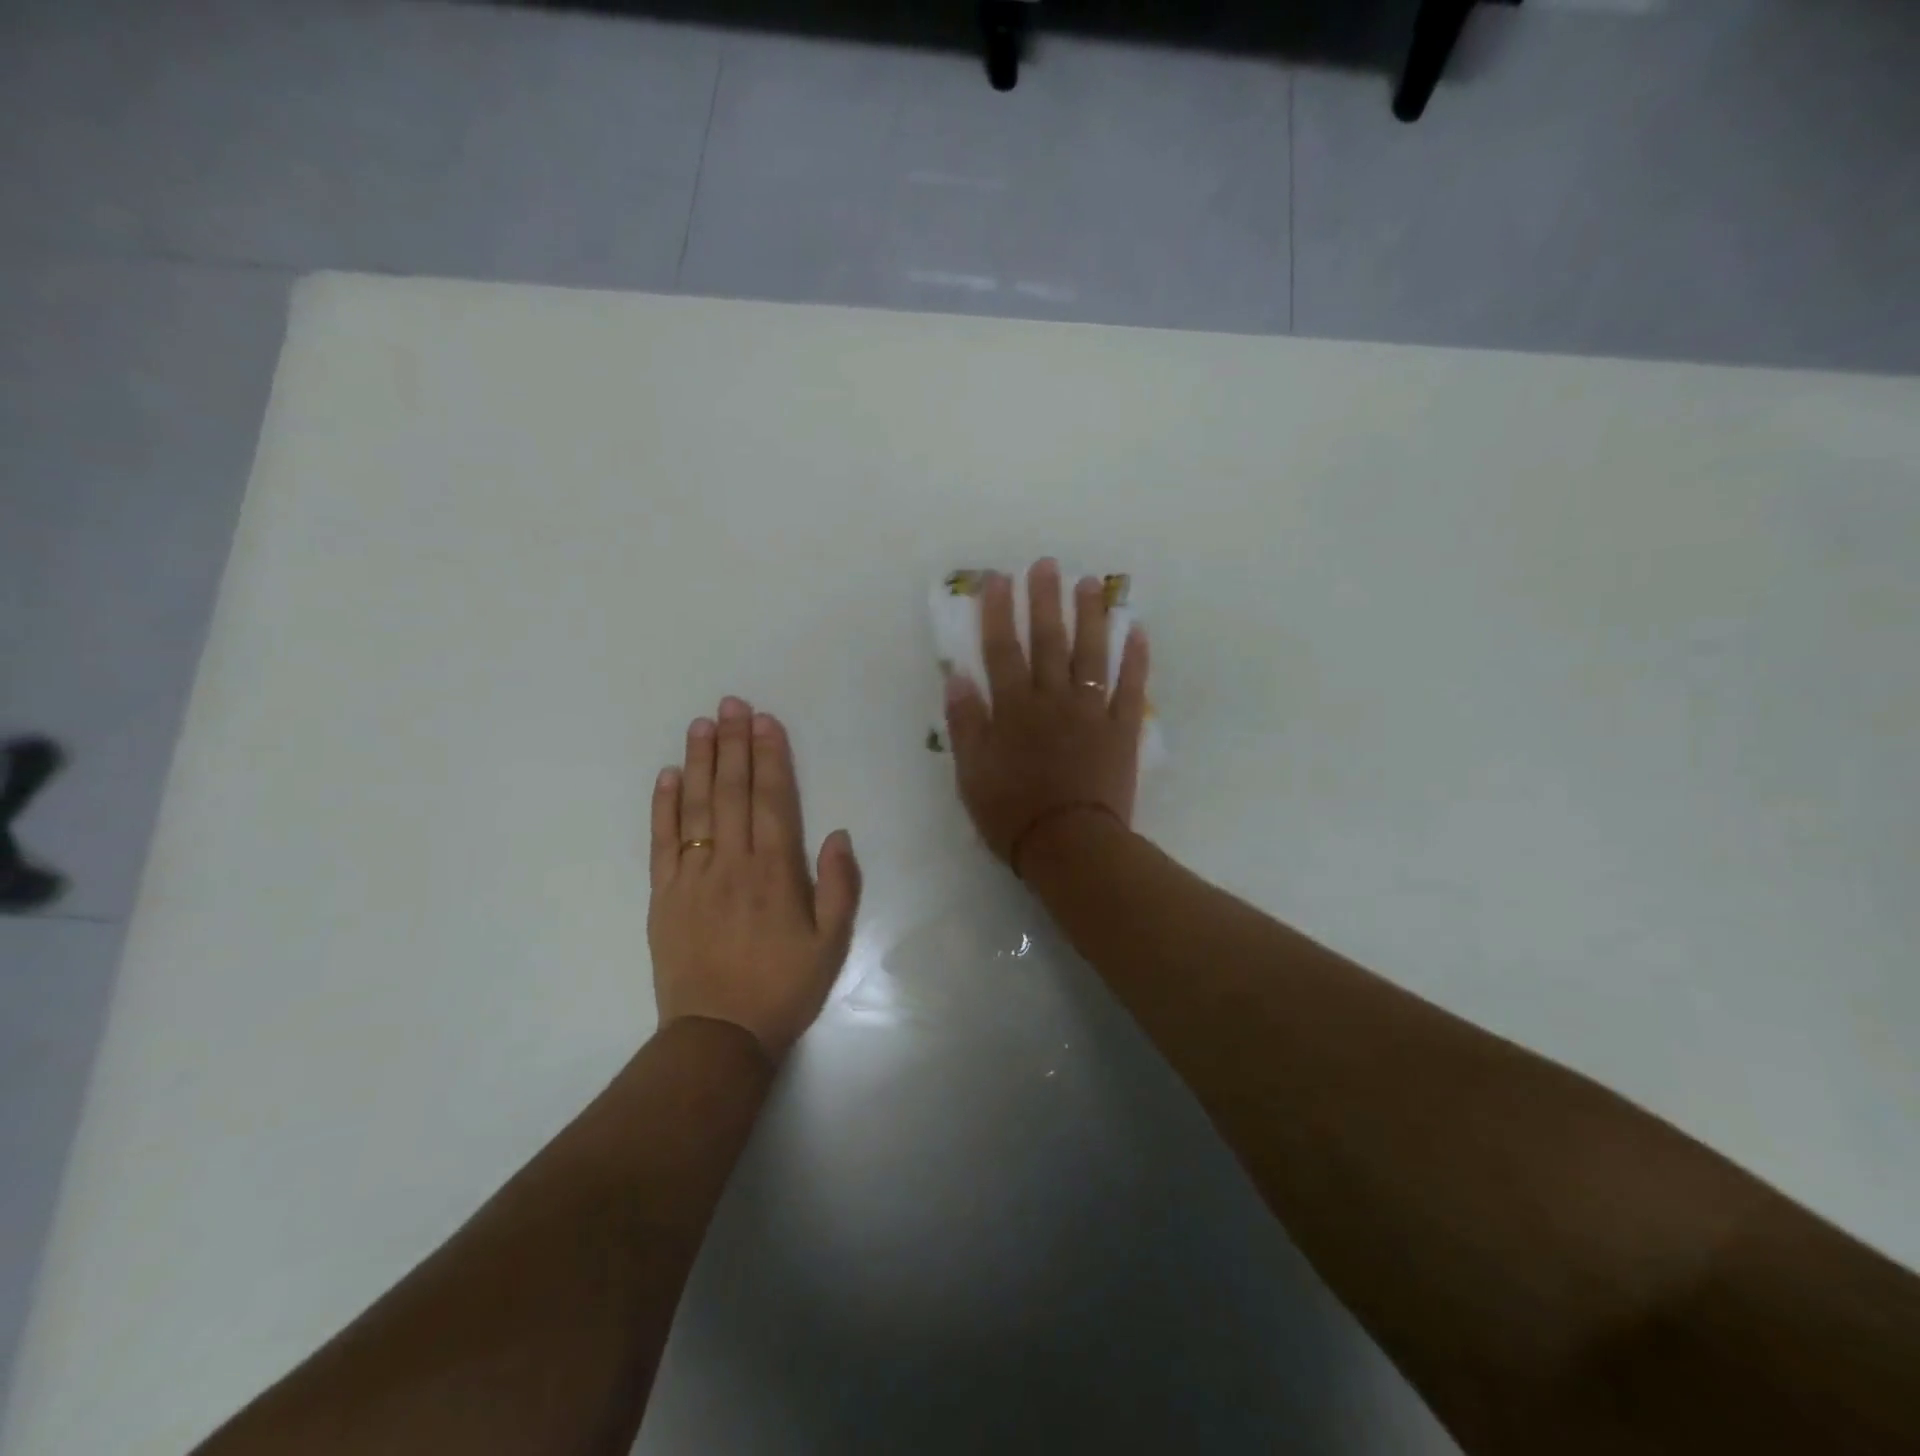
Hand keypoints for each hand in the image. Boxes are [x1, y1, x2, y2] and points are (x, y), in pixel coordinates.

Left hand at [648, 697, 861, 1058]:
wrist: (718, 1036)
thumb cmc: (783, 988)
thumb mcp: (832, 944)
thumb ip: (839, 886)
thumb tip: (837, 833)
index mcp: (775, 872)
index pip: (772, 800)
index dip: (769, 757)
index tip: (764, 721)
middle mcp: (732, 863)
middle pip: (732, 792)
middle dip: (733, 744)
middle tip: (730, 704)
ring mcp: (692, 877)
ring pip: (697, 807)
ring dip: (700, 762)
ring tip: (701, 724)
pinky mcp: (664, 895)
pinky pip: (662, 841)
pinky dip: (664, 806)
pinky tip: (669, 775)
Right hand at [944, 559, 1149, 870]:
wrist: (1069, 845)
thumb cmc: (1012, 813)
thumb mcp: (971, 773)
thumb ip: (965, 723)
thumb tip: (956, 676)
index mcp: (1014, 709)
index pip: (1002, 650)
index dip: (999, 612)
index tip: (998, 578)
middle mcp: (1053, 700)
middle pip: (1049, 641)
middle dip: (1045, 600)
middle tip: (1047, 564)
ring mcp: (1091, 712)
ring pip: (1091, 654)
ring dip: (1091, 616)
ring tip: (1090, 584)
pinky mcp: (1121, 729)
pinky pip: (1130, 687)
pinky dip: (1135, 658)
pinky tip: (1137, 630)